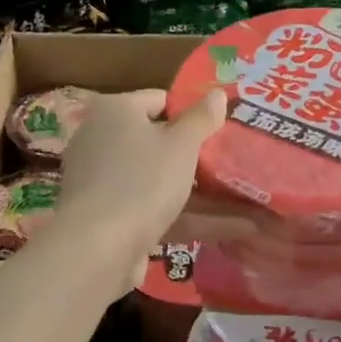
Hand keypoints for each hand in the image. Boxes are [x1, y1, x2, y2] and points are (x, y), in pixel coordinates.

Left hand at [56, 88, 227, 289]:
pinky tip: (230, 229)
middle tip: (231, 162)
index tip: (222, 130)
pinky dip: (184, 215)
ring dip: (197, 190)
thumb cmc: (142, 182)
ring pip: (156, 178)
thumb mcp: (181, 146)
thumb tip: (218, 93)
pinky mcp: (105, 214)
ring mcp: (100, 179)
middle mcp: (100, 138)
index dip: (192, 113)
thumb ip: (201, 118)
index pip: (159, 100)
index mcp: (114, 110)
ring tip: (243, 199)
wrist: (97, 248)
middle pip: (156, 140)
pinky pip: (151, 207)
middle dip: (194, 155)